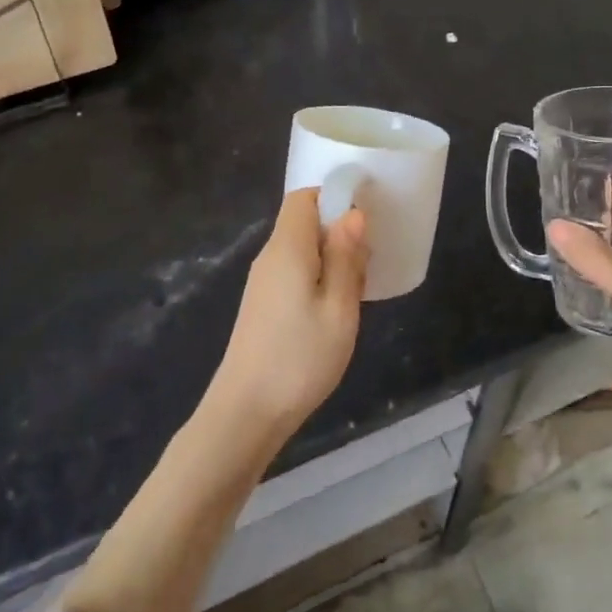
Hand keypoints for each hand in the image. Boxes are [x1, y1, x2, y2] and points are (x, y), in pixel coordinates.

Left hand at [203, 188, 369, 449]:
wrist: (245, 414)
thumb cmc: (299, 358)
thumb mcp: (338, 307)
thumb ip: (345, 256)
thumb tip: (352, 213)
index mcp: (288, 247)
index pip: (303, 197)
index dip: (333, 198)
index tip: (363, 221)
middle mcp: (270, 256)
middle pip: (303, 222)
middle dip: (338, 233)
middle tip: (365, 266)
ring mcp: (262, 283)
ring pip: (301, 250)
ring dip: (330, 260)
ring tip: (354, 294)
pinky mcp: (262, 306)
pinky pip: (294, 273)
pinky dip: (317, 280)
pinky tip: (332, 313)